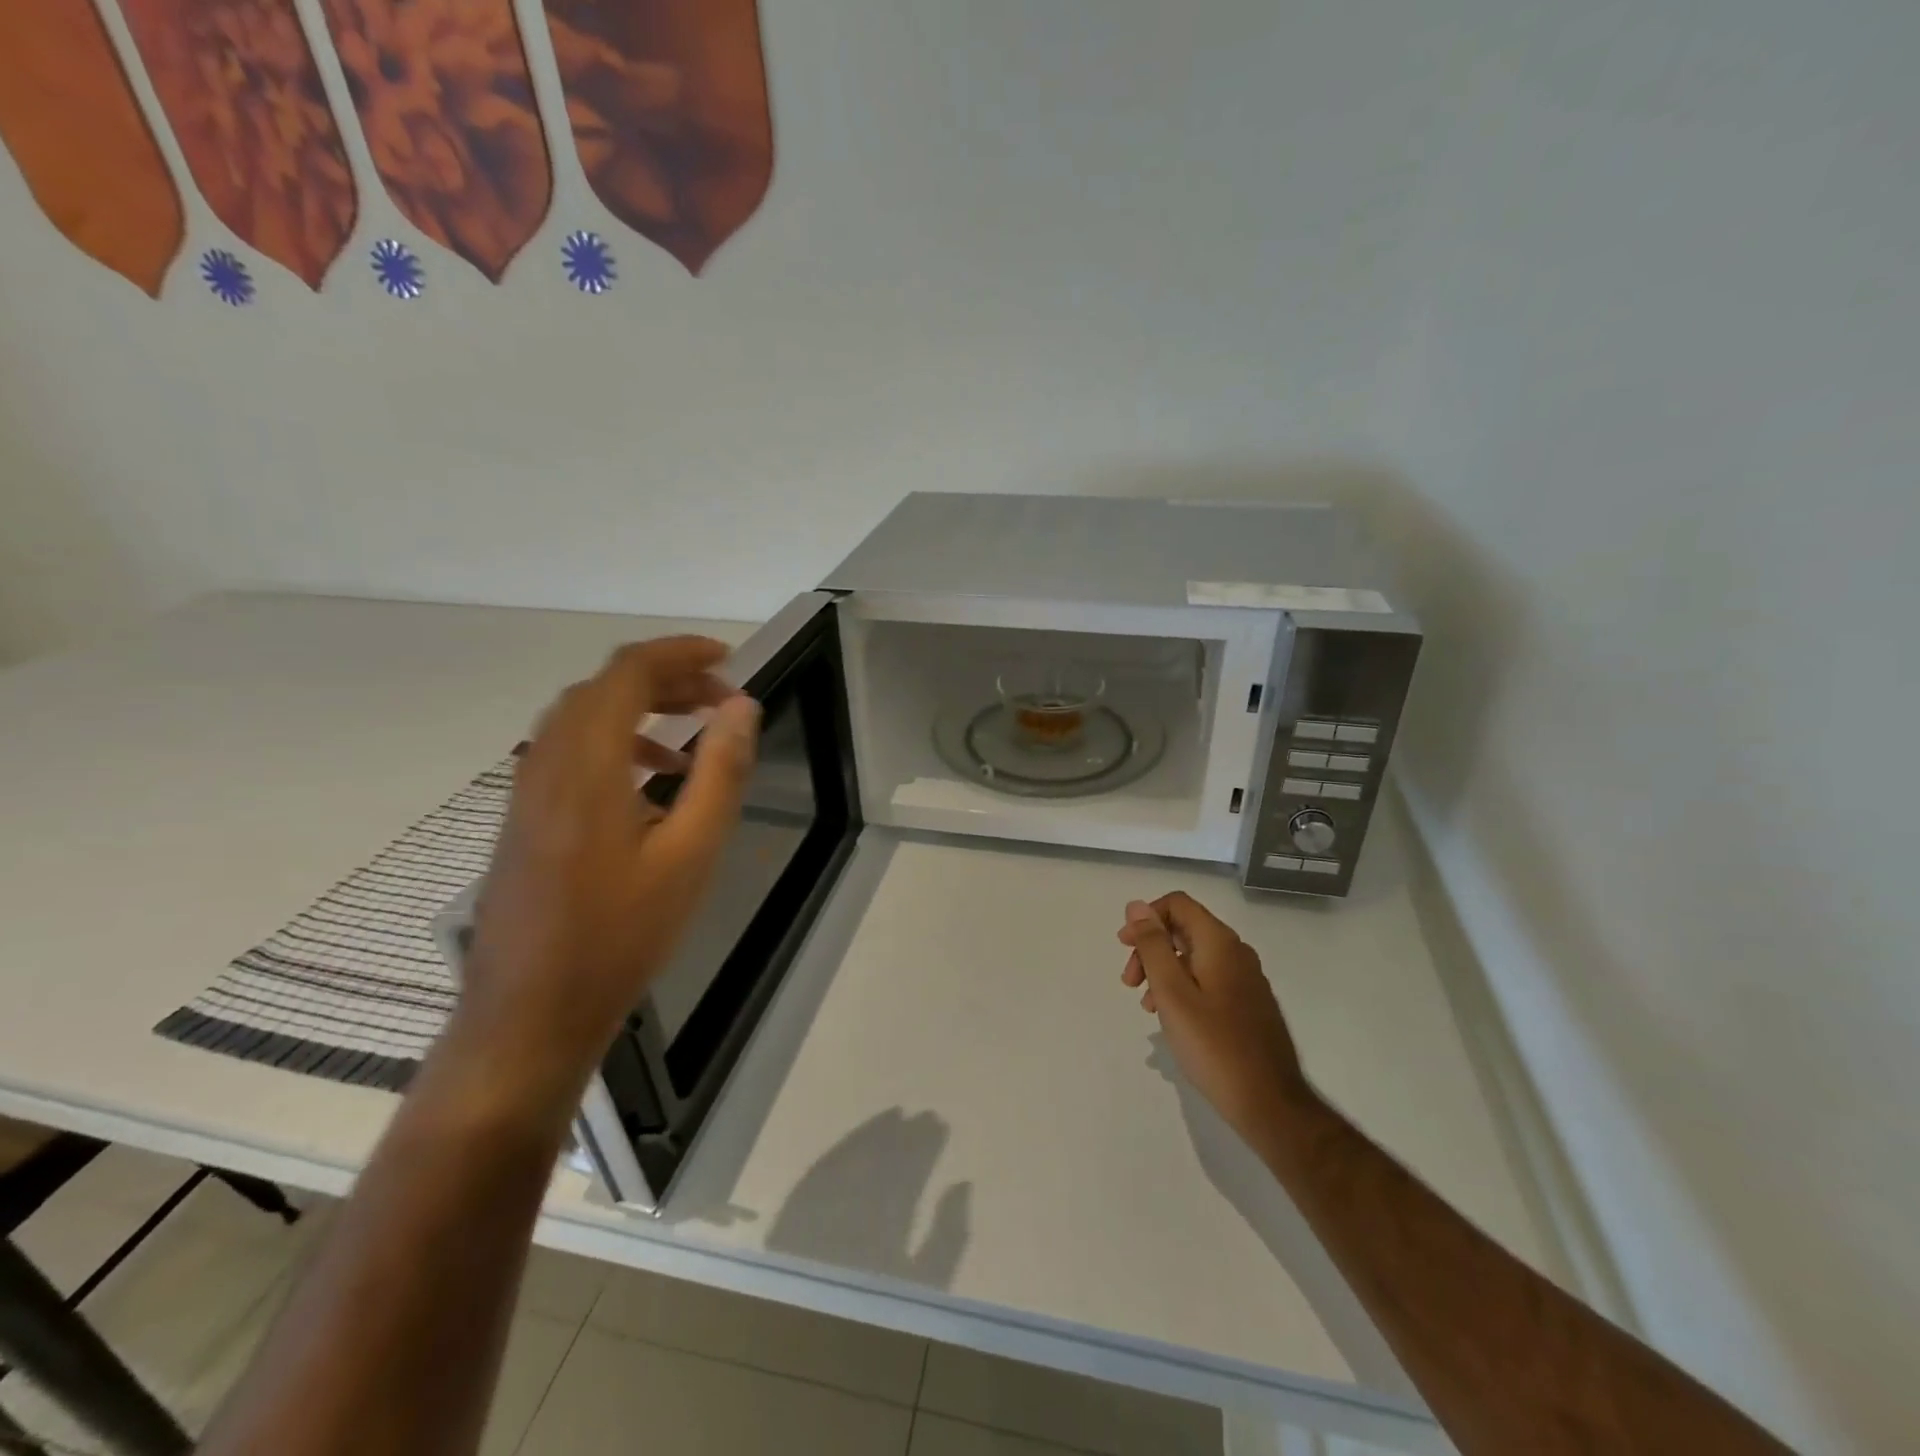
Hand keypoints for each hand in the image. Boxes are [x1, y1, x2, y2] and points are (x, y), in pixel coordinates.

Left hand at [454, 637, 759, 1111]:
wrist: (530, 1013)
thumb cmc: (620, 934)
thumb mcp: (690, 853)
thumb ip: (720, 772)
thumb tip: (741, 707)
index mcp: (586, 764)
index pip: (627, 672)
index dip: (680, 653)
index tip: (729, 659)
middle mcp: (546, 762)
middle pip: (604, 687)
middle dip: (667, 678)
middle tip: (722, 698)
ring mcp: (528, 790)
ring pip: (584, 716)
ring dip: (641, 707)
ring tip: (696, 731)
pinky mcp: (524, 816)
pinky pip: (570, 750)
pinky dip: (617, 741)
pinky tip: (653, 781)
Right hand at [1117, 893, 1315, 1150]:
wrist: (1270, 1103)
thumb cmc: (1213, 1046)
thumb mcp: (1172, 993)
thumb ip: (1153, 946)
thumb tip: (1136, 906)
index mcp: (1219, 943)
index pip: (1177, 904)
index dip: (1146, 918)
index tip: (1124, 947)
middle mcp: (1236, 952)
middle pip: (1184, 928)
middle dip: (1150, 948)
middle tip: (1130, 982)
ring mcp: (1246, 979)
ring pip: (1194, 955)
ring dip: (1163, 970)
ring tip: (1148, 1006)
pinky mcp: (1248, 1003)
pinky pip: (1208, 978)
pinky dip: (1183, 987)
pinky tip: (1173, 1018)